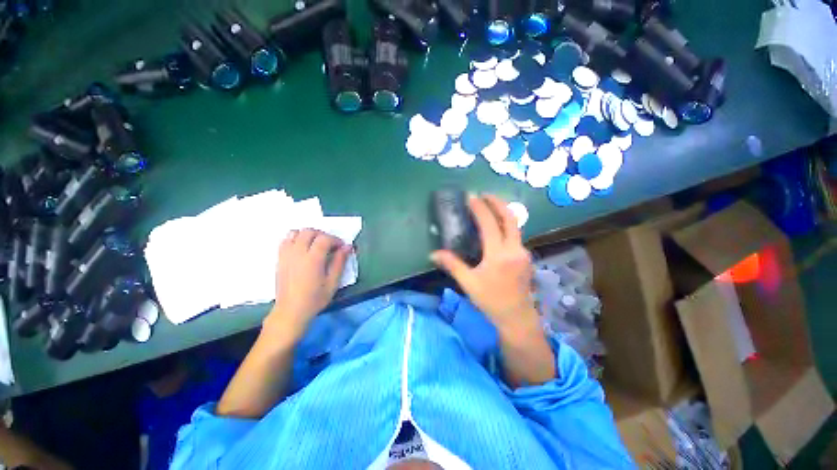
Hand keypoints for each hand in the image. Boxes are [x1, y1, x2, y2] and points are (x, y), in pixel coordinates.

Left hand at [265, 229, 351, 340]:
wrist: (291, 311)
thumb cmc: (315, 299)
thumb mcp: (333, 282)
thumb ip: (340, 262)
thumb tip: (347, 247)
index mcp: (312, 259)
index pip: (324, 238)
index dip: (335, 240)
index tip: (341, 247)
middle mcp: (297, 253)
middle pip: (309, 231)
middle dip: (322, 234)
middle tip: (330, 245)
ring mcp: (286, 255)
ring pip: (295, 232)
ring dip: (308, 235)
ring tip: (315, 245)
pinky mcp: (279, 259)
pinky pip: (286, 240)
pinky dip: (295, 239)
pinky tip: (302, 249)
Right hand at [431, 195, 536, 332]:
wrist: (517, 317)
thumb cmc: (491, 301)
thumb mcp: (469, 283)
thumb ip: (452, 265)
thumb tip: (433, 254)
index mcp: (499, 255)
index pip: (489, 224)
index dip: (479, 209)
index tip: (471, 197)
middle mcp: (514, 249)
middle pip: (510, 218)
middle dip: (497, 203)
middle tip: (484, 194)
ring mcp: (523, 252)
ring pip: (515, 225)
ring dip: (503, 212)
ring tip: (490, 206)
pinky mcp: (525, 257)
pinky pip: (516, 235)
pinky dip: (506, 225)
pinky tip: (497, 227)